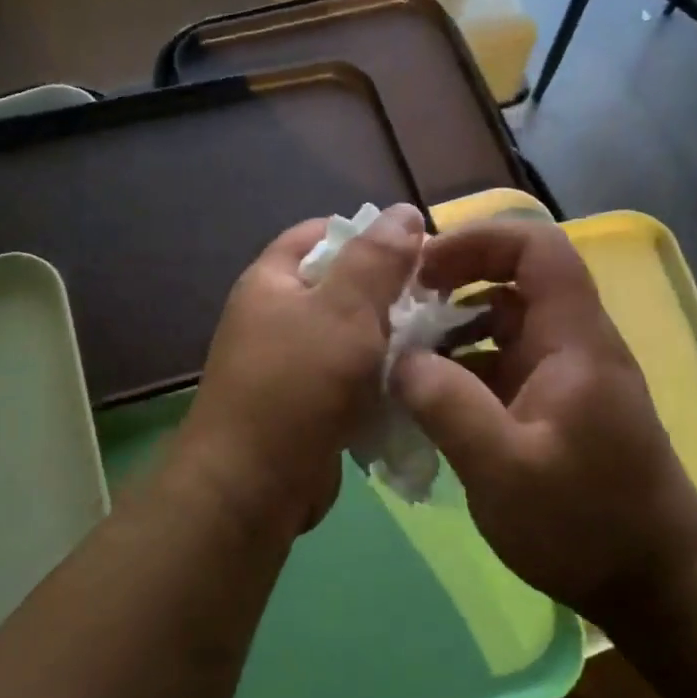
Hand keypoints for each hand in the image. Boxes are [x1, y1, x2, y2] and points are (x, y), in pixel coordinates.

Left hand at [173, 205, 424, 536]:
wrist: (254, 486)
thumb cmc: (296, 386)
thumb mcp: (342, 311)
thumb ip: (376, 260)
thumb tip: (404, 212)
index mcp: (272, 282)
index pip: (320, 234)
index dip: (368, 234)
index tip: (420, 249)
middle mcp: (276, 318)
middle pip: (341, 288)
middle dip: (390, 292)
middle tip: (442, 301)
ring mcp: (291, 367)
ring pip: (353, 339)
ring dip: (392, 342)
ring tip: (442, 344)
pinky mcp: (309, 408)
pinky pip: (353, 382)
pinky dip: (381, 382)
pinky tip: (418, 386)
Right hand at [392, 220, 696, 620]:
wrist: (652, 580)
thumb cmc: (585, 521)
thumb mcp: (503, 467)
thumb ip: (447, 405)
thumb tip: (399, 360)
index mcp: (572, 339)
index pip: (535, 248)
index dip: (477, 240)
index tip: (421, 270)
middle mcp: (570, 345)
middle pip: (511, 284)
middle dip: (451, 288)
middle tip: (396, 317)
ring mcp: (562, 378)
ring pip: (500, 329)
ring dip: (450, 335)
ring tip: (398, 363)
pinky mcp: (551, 410)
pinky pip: (499, 369)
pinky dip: (461, 374)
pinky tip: (424, 404)